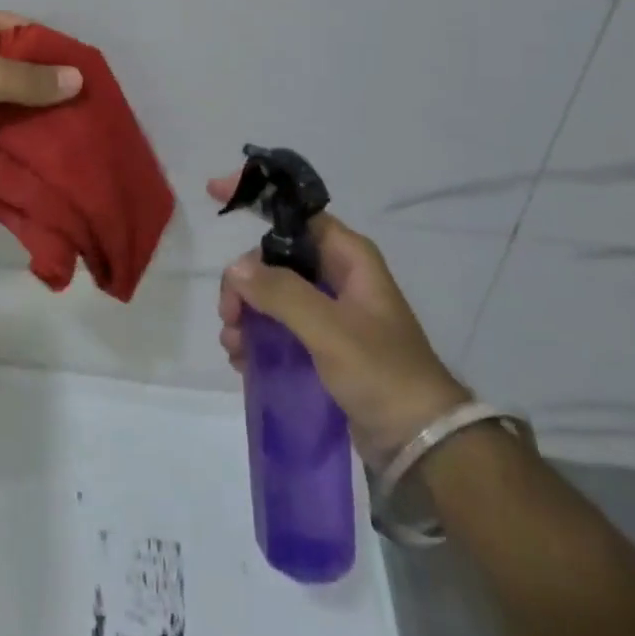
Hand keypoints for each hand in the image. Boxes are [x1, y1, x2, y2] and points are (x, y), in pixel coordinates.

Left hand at [0, 6, 82, 168]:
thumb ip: (30, 79)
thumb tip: (78, 78)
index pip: (22, 29)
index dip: (51, 50)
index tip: (80, 77)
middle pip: (7, 64)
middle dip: (37, 87)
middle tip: (72, 114)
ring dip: (14, 114)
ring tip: (53, 136)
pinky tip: (16, 151)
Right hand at [211, 175, 469, 464]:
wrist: (421, 443)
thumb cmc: (382, 373)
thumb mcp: (330, 329)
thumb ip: (281, 293)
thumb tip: (235, 269)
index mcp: (348, 257)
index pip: (295, 212)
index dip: (257, 198)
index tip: (214, 192)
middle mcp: (337, 275)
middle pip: (273, 258)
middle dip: (243, 282)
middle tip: (229, 315)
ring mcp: (329, 310)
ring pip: (270, 292)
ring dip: (245, 313)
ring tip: (234, 346)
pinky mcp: (322, 342)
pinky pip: (276, 324)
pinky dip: (255, 335)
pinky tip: (242, 359)